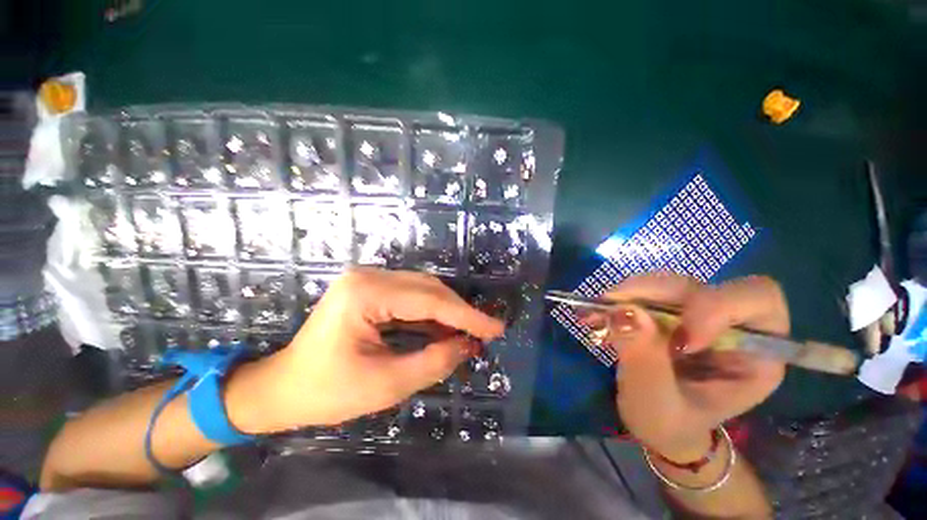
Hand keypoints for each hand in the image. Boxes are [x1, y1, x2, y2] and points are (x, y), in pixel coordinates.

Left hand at [258, 268, 503, 429]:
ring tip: (470, 334)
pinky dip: (433, 314)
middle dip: (460, 312)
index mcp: (366, 294)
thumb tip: (468, 346)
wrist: (282, 387)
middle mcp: (369, 276)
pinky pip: (412, 296)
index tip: (496, 328)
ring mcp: (369, 279)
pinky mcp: (372, 289)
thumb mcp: (385, 385)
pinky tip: (447, 330)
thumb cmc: (326, 392)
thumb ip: (433, 362)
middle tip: (486, 332)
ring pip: (424, 290)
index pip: (430, 300)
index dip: (467, 316)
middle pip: (429, 289)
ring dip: (449, 312)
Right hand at [599, 273, 787, 459]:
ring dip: (630, 294)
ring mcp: (696, 315)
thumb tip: (626, 312)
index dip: (716, 306)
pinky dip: (618, 299)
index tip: (677, 340)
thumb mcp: (658, 406)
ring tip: (598, 313)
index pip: (759, 301)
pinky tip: (597, 314)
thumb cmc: (669, 424)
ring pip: (668, 284)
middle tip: (613, 306)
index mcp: (756, 355)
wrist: (658, 422)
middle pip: (703, 286)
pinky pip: (643, 292)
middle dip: (655, 292)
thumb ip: (646, 362)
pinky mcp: (668, 311)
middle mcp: (730, 326)